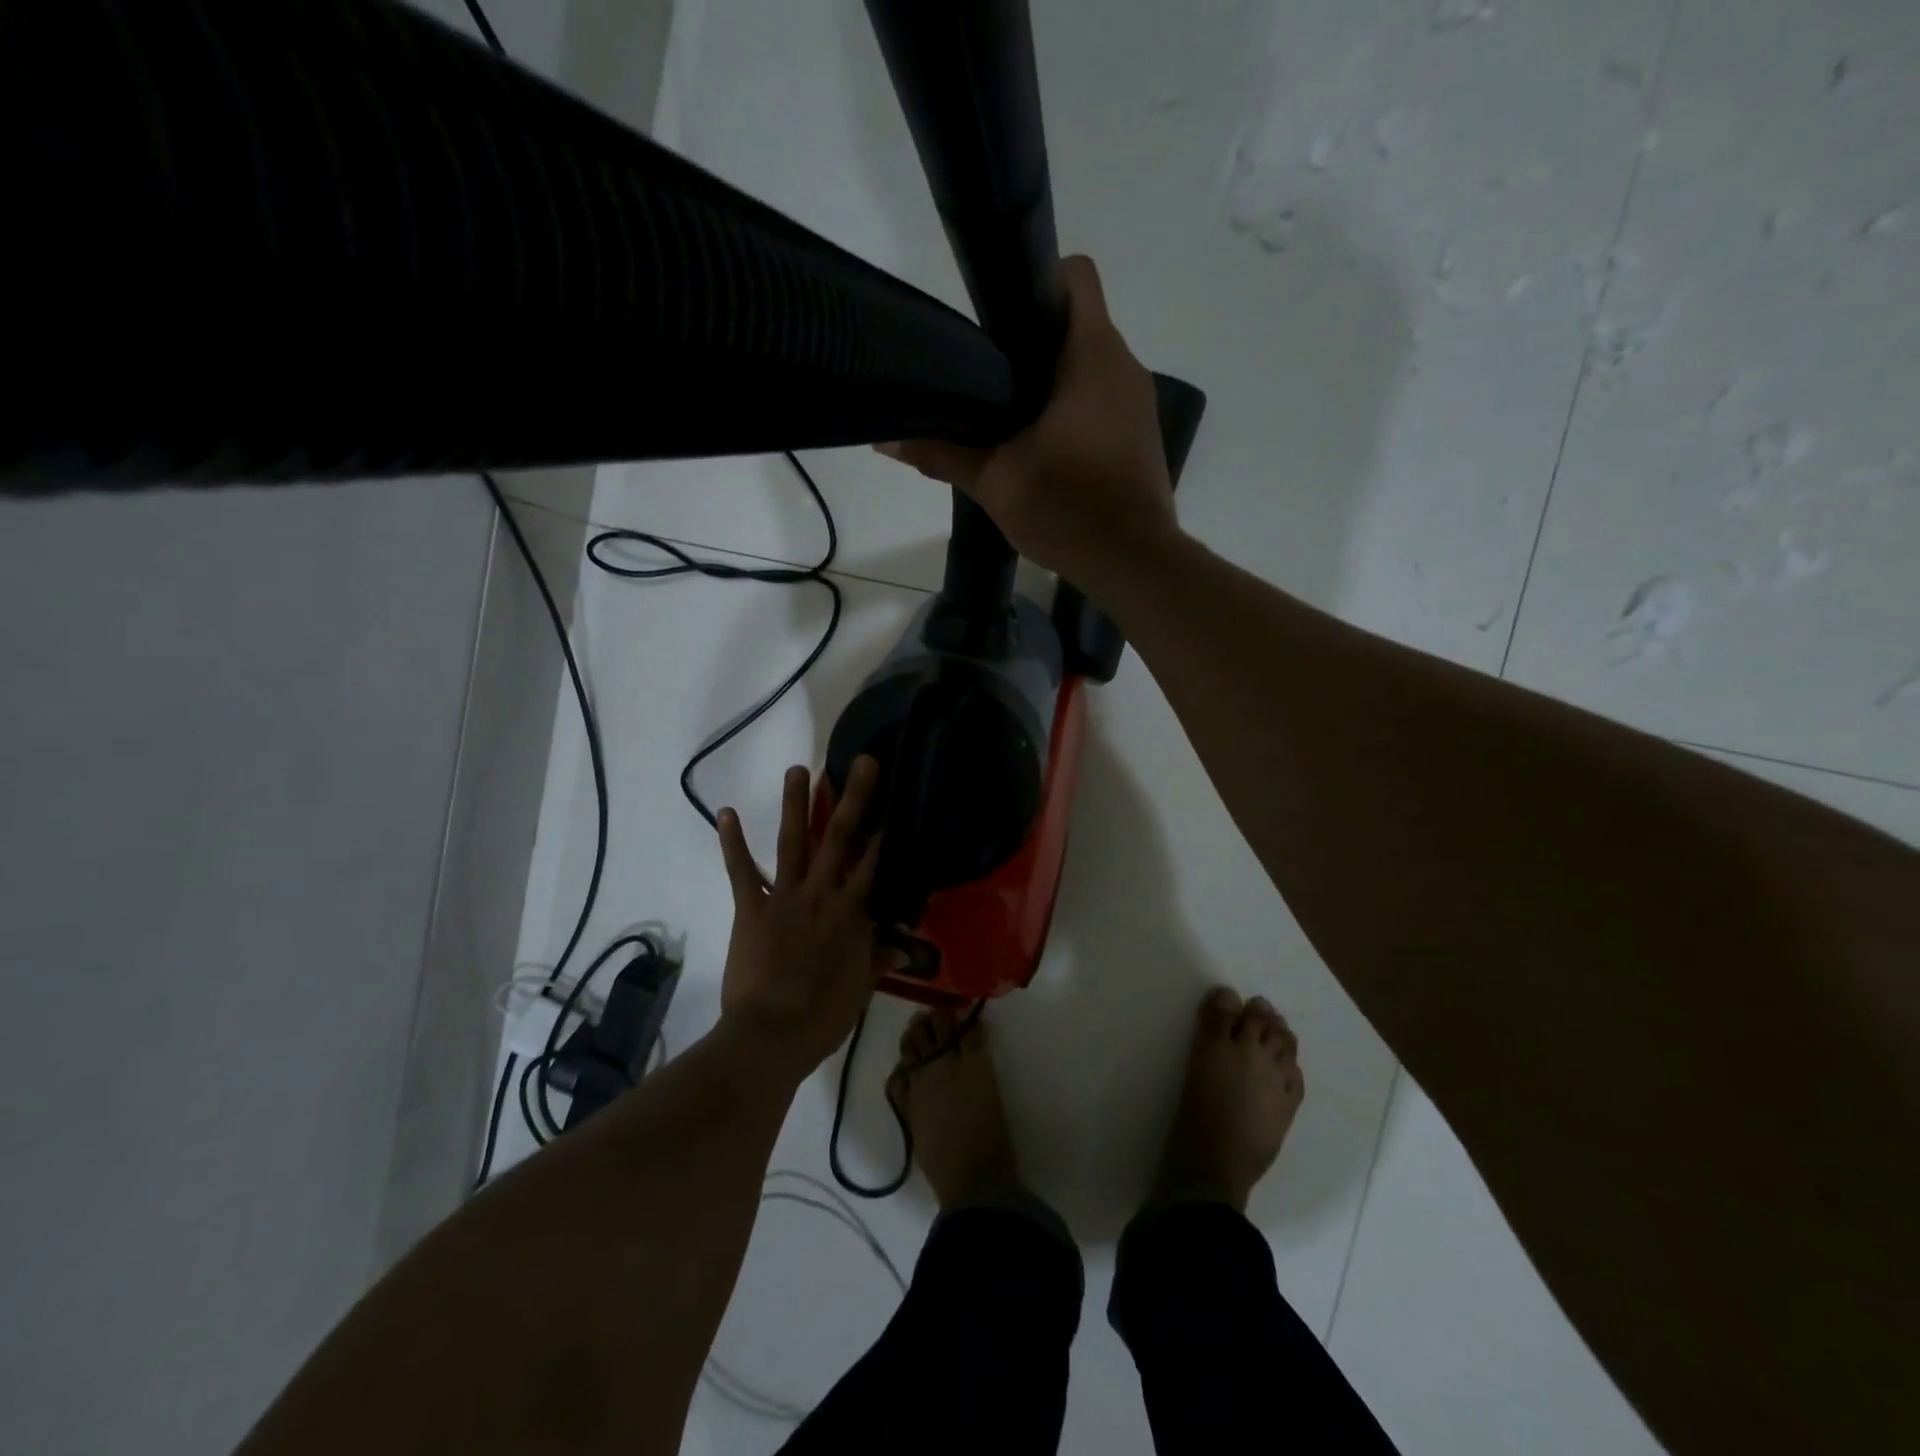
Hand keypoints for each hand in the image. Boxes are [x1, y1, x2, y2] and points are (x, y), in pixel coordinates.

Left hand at [715, 757, 899, 1078]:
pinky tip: (725, 811)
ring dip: (795, 803)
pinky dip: (732, 842)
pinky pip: (741, 870)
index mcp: (851, 913)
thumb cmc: (821, 1017)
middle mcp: (821, 894)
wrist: (769, 1037)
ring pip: (792, 842)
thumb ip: (879, 959)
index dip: (885, 833)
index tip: (895, 802)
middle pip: (839, 838)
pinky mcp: (750, 907)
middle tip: (863, 762)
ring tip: (798, 768)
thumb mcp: (859, 989)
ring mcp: (783, 897)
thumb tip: (903, 947)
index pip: (874, 864)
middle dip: (853, 797)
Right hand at [877, 254, 1178, 590]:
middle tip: (986, 375)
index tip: (995, 319)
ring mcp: (1138, 402)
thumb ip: (942, 453)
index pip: (1073, 276)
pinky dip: (1074, 409)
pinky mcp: (1140, 435)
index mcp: (1093, 355)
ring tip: (1008, 414)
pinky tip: (1043, 446)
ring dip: (1052, 380)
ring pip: (1090, 365)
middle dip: (1031, 340)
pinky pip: (1103, 400)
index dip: (1033, 281)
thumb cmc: (1068, 509)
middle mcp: (1124, 365)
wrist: (1134, 563)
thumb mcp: (996, 482)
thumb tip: (885, 439)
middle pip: (1076, 322)